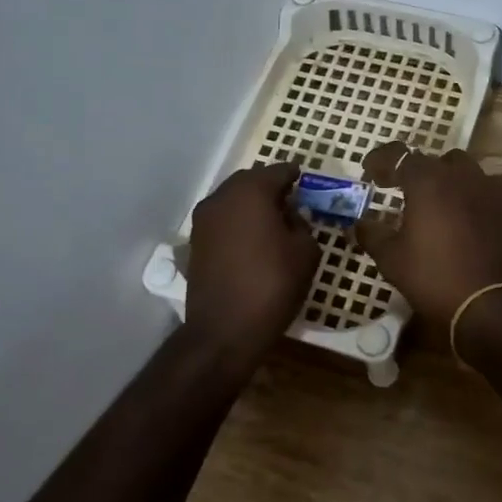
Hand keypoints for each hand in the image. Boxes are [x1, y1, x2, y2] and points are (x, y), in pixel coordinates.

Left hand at [184, 162, 319, 366]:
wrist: (224, 330)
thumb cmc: (273, 285)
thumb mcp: (305, 252)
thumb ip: (302, 225)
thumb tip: (290, 217)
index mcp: (251, 191)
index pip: (278, 171)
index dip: (295, 175)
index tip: (306, 182)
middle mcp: (222, 197)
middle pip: (251, 181)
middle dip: (271, 188)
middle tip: (292, 202)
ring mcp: (203, 220)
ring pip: (233, 200)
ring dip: (252, 205)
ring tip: (273, 223)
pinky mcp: (195, 243)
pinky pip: (223, 221)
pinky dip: (238, 223)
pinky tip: (254, 241)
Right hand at [356, 142, 501, 327]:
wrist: (485, 304)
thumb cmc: (432, 277)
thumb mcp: (390, 258)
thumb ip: (372, 234)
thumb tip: (359, 224)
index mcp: (427, 181)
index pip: (399, 155)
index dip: (381, 161)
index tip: (369, 174)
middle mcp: (458, 175)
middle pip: (431, 160)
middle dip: (412, 171)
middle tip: (398, 189)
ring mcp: (487, 188)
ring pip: (462, 167)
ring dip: (444, 176)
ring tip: (434, 197)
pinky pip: (487, 184)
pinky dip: (472, 189)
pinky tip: (465, 207)